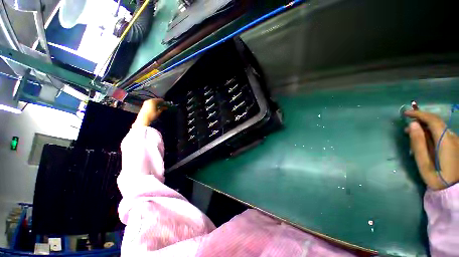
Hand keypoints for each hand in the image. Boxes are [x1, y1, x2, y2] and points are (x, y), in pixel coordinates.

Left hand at [132, 99, 165, 126]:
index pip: (159, 99)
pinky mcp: (143, 105)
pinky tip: (154, 107)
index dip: (163, 101)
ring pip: (152, 101)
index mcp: (153, 101)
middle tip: (163, 105)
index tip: (166, 103)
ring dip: (156, 103)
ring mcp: (145, 103)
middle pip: (155, 100)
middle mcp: (149, 100)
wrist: (143, 119)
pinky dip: (153, 104)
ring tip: (159, 106)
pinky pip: (150, 103)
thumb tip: (166, 107)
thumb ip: (162, 108)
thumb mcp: (158, 112)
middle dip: (159, 102)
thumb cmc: (152, 115)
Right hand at [405, 110, 458, 189]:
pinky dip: (432, 134)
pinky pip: (442, 134)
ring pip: (439, 129)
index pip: (433, 120)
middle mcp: (452, 137)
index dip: (419, 114)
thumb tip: (412, 125)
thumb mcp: (424, 163)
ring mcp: (456, 141)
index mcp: (445, 141)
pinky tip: (426, 143)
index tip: (406, 113)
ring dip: (426, 129)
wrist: (454, 190)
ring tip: (414, 137)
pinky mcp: (456, 145)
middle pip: (436, 123)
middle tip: (407, 129)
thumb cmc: (437, 178)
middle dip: (421, 122)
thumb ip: (418, 143)